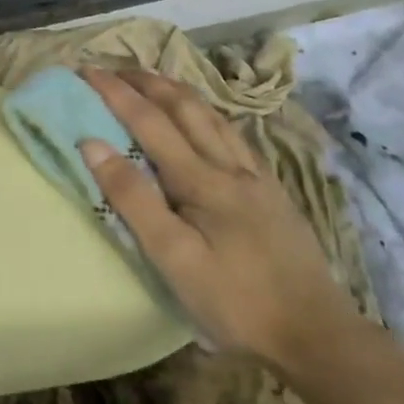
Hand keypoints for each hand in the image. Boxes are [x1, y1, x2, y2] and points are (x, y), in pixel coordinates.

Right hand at [77, 67, 349, 367]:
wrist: (316, 334)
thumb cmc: (235, 301)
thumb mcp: (172, 258)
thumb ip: (133, 199)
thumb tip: (92, 144)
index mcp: (201, 180)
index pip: (149, 121)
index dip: (116, 93)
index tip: (86, 70)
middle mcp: (229, 166)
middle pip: (184, 106)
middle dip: (147, 81)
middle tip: (115, 68)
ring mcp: (256, 177)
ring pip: (213, 115)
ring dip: (178, 90)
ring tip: (154, 80)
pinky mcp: (272, 192)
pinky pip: (234, 134)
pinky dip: (208, 113)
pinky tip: (207, 120)